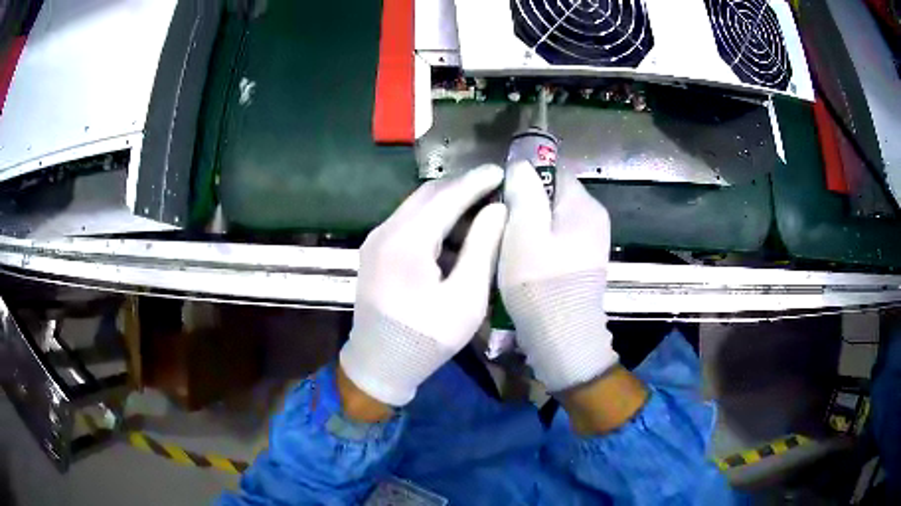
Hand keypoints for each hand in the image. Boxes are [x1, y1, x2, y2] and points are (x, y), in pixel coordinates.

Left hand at [339, 165, 506, 407]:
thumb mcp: (465, 298)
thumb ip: (482, 248)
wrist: (379, 364)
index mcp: (407, 241)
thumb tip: (497, 209)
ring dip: (447, 203)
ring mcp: (375, 239)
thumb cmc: (427, 338)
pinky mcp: (374, 250)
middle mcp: (386, 230)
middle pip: (428, 194)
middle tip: (493, 188)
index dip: (476, 182)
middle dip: (462, 187)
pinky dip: (432, 219)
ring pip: (416, 205)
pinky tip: (453, 234)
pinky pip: (407, 222)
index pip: (448, 196)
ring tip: (479, 212)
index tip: (501, 171)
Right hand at [498, 161, 617, 392]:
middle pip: (552, 196)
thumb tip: (521, 165)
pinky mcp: (582, 263)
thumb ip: (524, 191)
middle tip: (495, 219)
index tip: (498, 193)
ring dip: (527, 225)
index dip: (523, 176)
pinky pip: (555, 240)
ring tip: (502, 239)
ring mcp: (590, 243)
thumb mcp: (524, 231)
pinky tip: (518, 258)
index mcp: (584, 205)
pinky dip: (536, 243)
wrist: (562, 337)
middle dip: (524, 202)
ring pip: (551, 219)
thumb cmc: (540, 283)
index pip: (553, 171)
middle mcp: (593, 219)